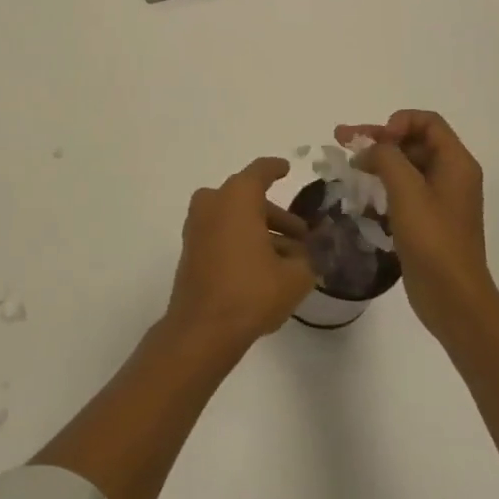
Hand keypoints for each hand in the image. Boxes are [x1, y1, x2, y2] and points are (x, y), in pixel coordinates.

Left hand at [166, 157, 313, 351]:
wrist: (203, 329)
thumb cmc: (251, 291)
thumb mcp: (295, 276)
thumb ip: (308, 257)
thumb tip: (307, 251)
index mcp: (237, 197)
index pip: (260, 172)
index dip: (275, 169)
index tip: (286, 169)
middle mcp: (213, 203)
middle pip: (248, 198)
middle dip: (276, 215)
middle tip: (302, 235)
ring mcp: (197, 227)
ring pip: (234, 217)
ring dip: (260, 230)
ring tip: (288, 257)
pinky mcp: (191, 249)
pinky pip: (221, 233)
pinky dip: (241, 240)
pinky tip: (264, 266)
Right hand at [334, 111, 494, 341]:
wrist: (453, 298)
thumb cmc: (433, 240)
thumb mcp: (407, 191)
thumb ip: (386, 158)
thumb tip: (370, 149)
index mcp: (456, 163)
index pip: (428, 121)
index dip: (398, 122)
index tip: (375, 141)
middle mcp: (451, 175)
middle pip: (413, 141)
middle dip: (378, 138)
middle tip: (341, 140)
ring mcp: (439, 199)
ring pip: (406, 166)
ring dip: (377, 161)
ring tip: (346, 165)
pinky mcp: (427, 220)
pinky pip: (403, 190)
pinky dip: (382, 185)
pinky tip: (359, 194)